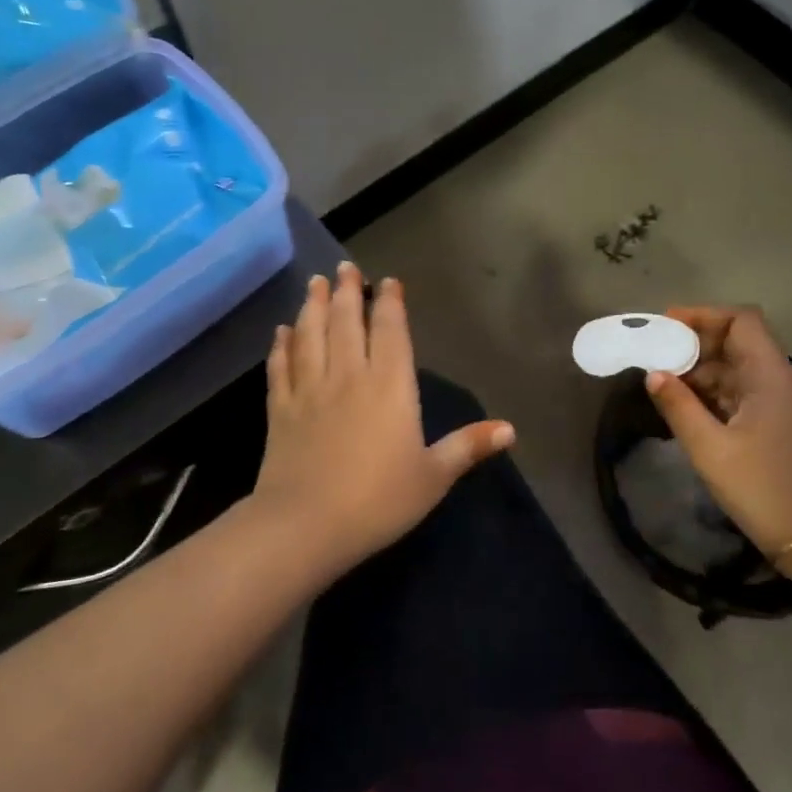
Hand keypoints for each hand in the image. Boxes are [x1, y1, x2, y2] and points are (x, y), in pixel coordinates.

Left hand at [251, 263, 513, 571]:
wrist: (306, 524)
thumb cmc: (378, 500)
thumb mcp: (433, 477)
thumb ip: (467, 447)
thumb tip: (510, 429)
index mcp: (389, 386)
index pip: (390, 331)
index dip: (389, 303)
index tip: (387, 281)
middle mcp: (348, 376)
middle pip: (346, 322)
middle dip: (347, 291)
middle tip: (343, 268)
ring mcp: (310, 389)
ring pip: (311, 334)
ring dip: (313, 306)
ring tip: (315, 282)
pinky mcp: (280, 409)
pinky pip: (280, 367)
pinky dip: (282, 345)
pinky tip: (281, 332)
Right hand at [644, 306, 791, 559]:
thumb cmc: (761, 488)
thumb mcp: (709, 449)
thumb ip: (678, 406)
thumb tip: (653, 374)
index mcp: (771, 376)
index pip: (742, 321)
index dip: (703, 315)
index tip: (665, 326)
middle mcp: (782, 380)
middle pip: (738, 342)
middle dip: (695, 344)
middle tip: (655, 356)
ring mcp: (783, 403)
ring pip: (738, 368)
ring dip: (701, 370)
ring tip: (663, 383)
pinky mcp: (780, 423)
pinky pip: (743, 392)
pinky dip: (714, 392)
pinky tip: (686, 407)